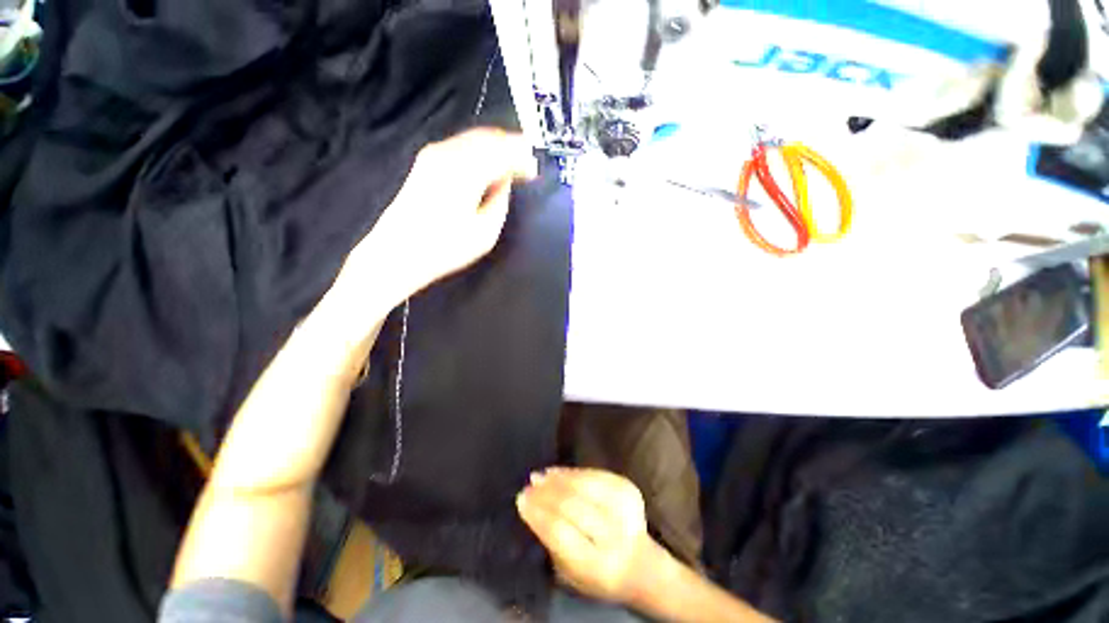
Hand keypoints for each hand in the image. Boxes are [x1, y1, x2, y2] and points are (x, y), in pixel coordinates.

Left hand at [345, 128, 536, 304]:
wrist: (397, 252)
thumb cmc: (445, 248)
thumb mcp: (485, 232)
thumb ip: (500, 200)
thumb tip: (505, 181)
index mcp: (467, 171)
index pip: (502, 152)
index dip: (522, 157)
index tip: (535, 168)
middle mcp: (449, 154)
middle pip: (488, 138)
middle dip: (510, 145)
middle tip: (527, 158)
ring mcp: (433, 155)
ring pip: (473, 139)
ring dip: (495, 146)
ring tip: (511, 159)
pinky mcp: (425, 162)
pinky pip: (460, 145)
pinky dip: (479, 150)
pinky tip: (486, 163)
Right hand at [516, 467, 663, 604]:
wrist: (641, 565)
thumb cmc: (597, 574)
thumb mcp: (570, 573)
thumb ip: (551, 542)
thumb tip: (531, 503)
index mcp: (597, 565)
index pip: (560, 533)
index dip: (538, 513)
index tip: (521, 500)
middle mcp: (613, 534)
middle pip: (572, 505)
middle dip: (545, 493)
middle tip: (528, 486)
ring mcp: (624, 507)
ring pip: (583, 485)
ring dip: (557, 479)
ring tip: (540, 476)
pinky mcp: (627, 488)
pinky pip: (594, 474)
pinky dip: (573, 472)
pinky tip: (557, 472)